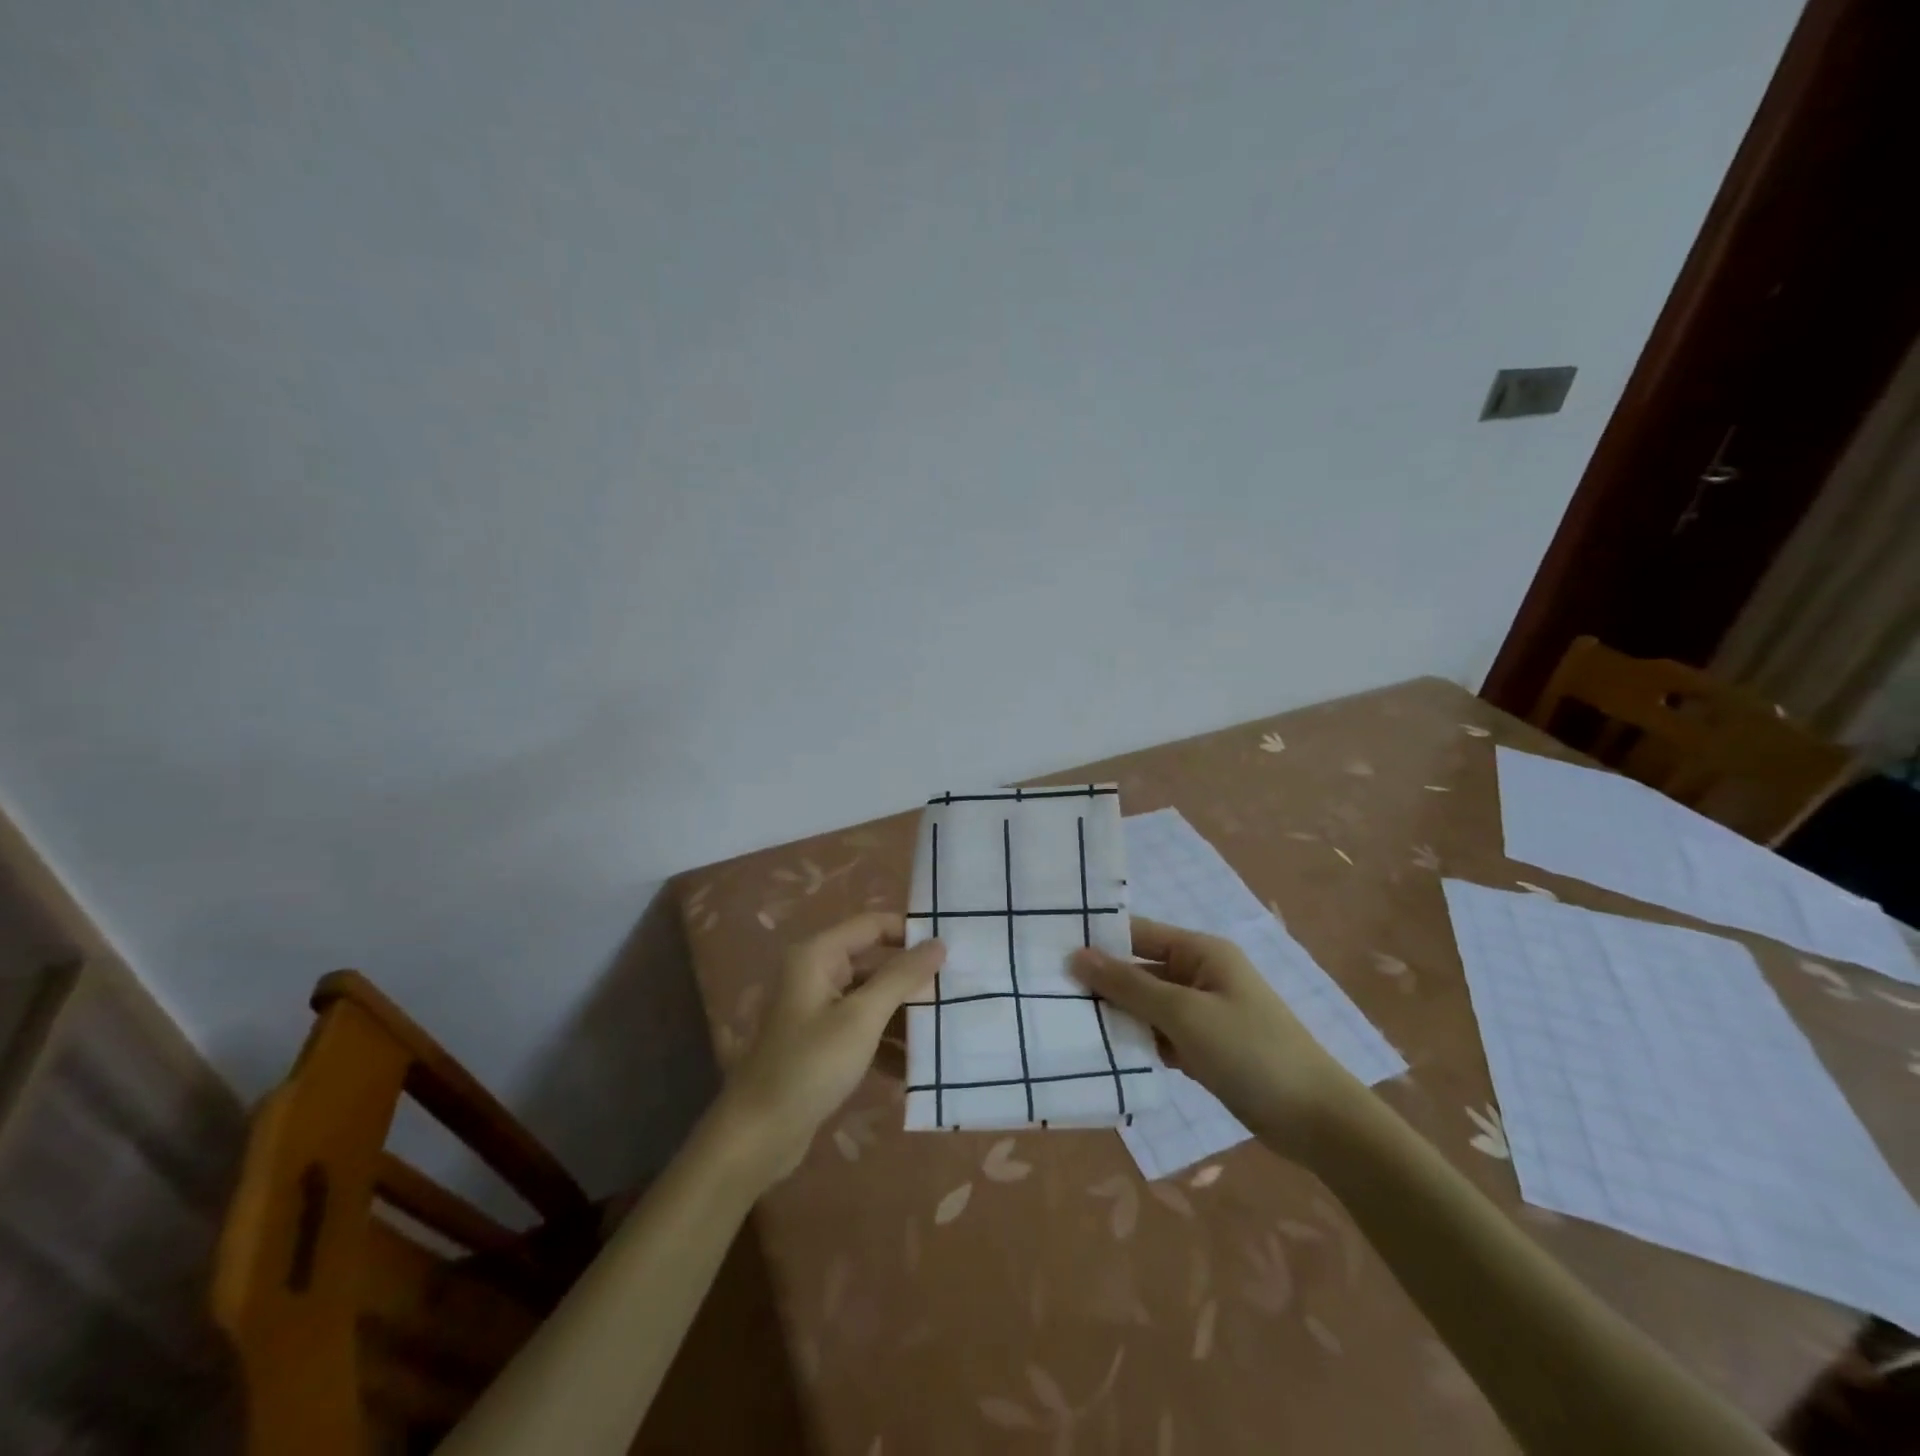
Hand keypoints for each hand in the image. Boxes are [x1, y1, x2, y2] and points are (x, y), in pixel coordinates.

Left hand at [714, 913, 943, 1186]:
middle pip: (875, 962)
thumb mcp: (861, 1018)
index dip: (911, 932)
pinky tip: (916, 1065)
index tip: (953, 949)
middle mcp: (817, 973)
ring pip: (872, 998)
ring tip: (946, 1029)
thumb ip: (901, 977)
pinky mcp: (822, 1042)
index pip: (874, 925)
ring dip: (904, 1014)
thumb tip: (938, 943)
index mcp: (819, 955)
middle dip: (913, 979)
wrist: (758, 1135)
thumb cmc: (810, 1066)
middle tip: (957, 990)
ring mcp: (818, 1008)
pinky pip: (863, 1028)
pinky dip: (886, 1041)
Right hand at [1071, 916, 1363, 1161]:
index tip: (1050, 952)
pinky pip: (1161, 1034)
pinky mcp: (1206, 1046)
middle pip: (1140, 970)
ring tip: (1069, 1026)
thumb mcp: (1184, 1014)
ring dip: (1118, 1017)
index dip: (1098, 941)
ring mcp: (1204, 1012)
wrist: (1317, 1121)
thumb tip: (1077, 955)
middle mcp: (1200, 974)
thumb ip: (1128, 985)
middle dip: (1102, 984)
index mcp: (1200, 952)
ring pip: (1147, 1005)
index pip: (1138, 933)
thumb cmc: (1251, 1052)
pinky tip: (1108, 1056)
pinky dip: (1140, 1042)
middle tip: (1050, 995)